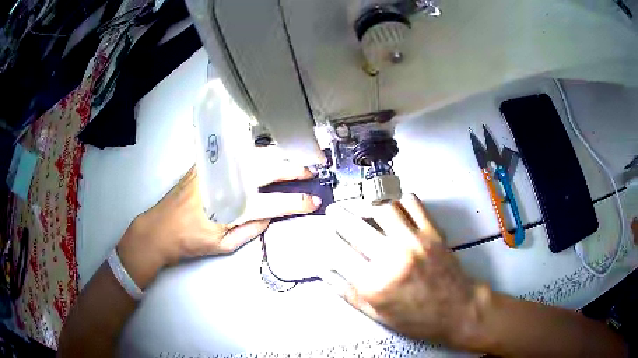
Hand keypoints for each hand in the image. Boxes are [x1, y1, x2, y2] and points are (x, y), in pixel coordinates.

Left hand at [117, 162, 320, 288]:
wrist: (161, 227)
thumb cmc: (192, 241)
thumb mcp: (225, 245)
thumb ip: (252, 229)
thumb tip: (271, 214)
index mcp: (233, 208)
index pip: (275, 203)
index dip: (298, 202)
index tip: (314, 201)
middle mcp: (227, 182)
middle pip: (269, 169)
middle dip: (294, 168)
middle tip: (311, 171)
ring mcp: (216, 167)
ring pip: (255, 153)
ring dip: (279, 155)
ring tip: (294, 160)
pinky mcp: (207, 161)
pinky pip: (238, 150)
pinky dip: (257, 150)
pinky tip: (266, 153)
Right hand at [327, 194, 490, 346]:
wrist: (457, 310)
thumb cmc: (417, 318)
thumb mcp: (377, 314)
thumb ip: (348, 293)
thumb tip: (324, 271)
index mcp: (375, 284)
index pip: (338, 252)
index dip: (326, 240)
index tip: (324, 235)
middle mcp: (392, 258)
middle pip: (354, 225)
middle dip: (337, 214)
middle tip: (333, 211)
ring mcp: (415, 241)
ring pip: (382, 206)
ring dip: (366, 202)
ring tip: (360, 205)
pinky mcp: (433, 231)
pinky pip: (412, 202)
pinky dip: (398, 198)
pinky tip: (392, 205)